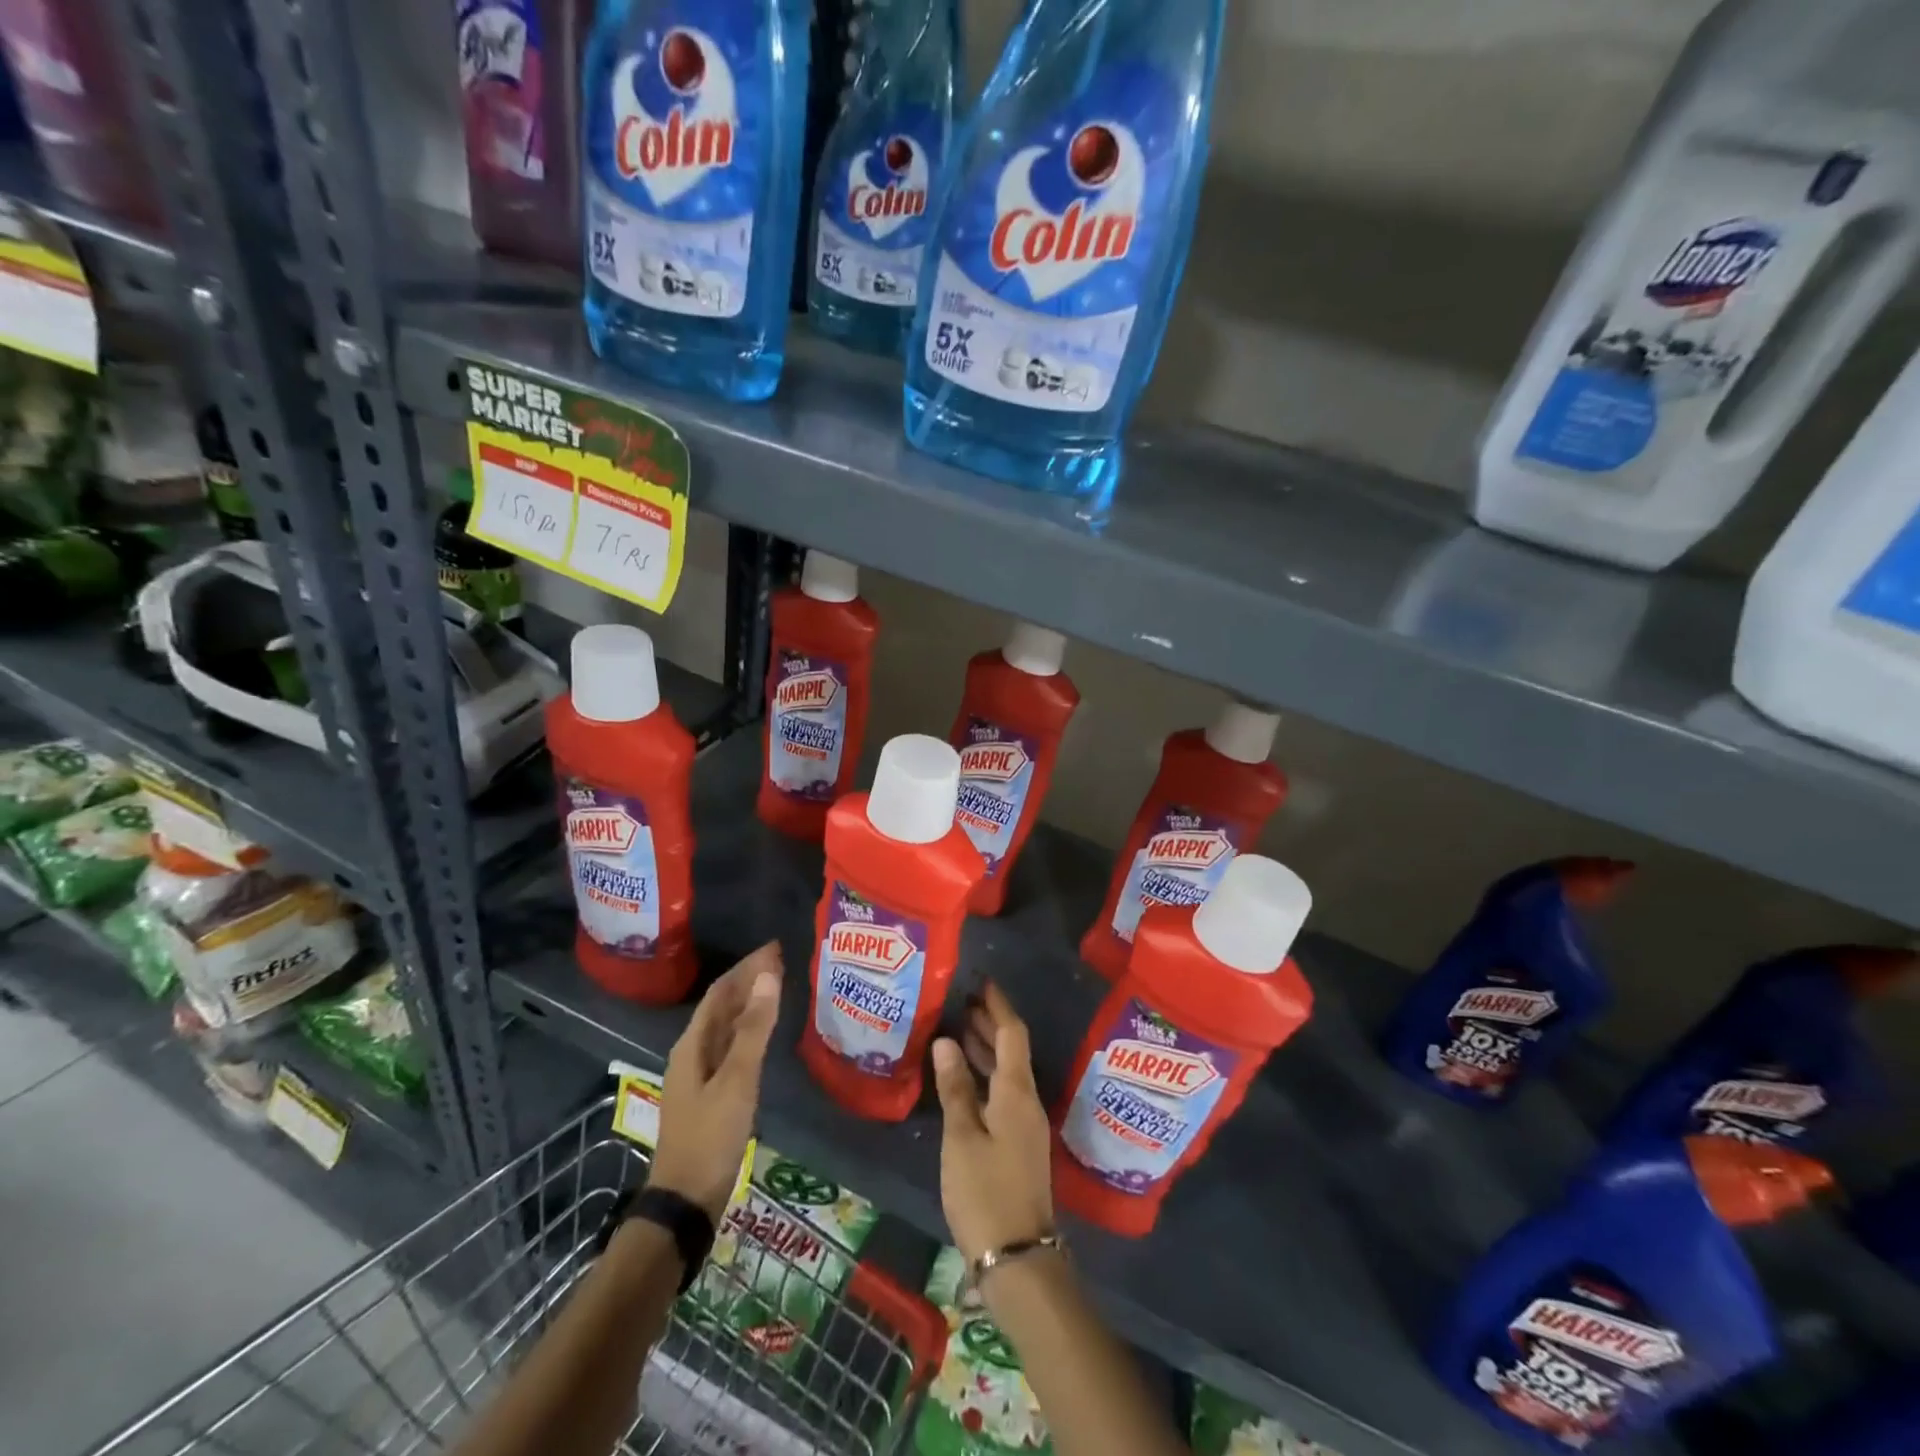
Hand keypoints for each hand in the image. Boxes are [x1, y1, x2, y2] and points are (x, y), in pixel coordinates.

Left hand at [650, 942, 782, 1221]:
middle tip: (784, 961)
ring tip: (779, 986)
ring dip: (751, 1003)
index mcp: (692, 1044)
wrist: (686, 1202)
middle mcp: (693, 1053)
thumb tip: (769, 975)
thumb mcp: (737, 1079)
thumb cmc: (710, 1136)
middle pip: (723, 1006)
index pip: (721, 991)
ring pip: (727, 1026)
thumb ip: (754, 1028)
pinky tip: (765, 1033)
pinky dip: (750, 1030)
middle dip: (750, 980)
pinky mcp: (712, 1094)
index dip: (747, 967)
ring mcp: (701, 1075)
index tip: (776, 948)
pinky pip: (732, 1046)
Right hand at [930, 981, 1054, 1265]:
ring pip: (1005, 1072)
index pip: (1012, 1033)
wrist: (1018, 1258)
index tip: (980, 982)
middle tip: (960, 1000)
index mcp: (1017, 1091)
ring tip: (956, 1028)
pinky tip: (961, 1078)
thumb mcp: (963, 1137)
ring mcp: (1024, 1124)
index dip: (998, 1005)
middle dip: (988, 1023)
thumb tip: (945, 1040)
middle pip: (1010, 1050)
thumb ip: (955, 1087)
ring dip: (984, 1049)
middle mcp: (1026, 1101)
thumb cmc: (985, 1191)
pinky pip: (1002, 1093)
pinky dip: (983, 1076)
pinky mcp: (1017, 1144)